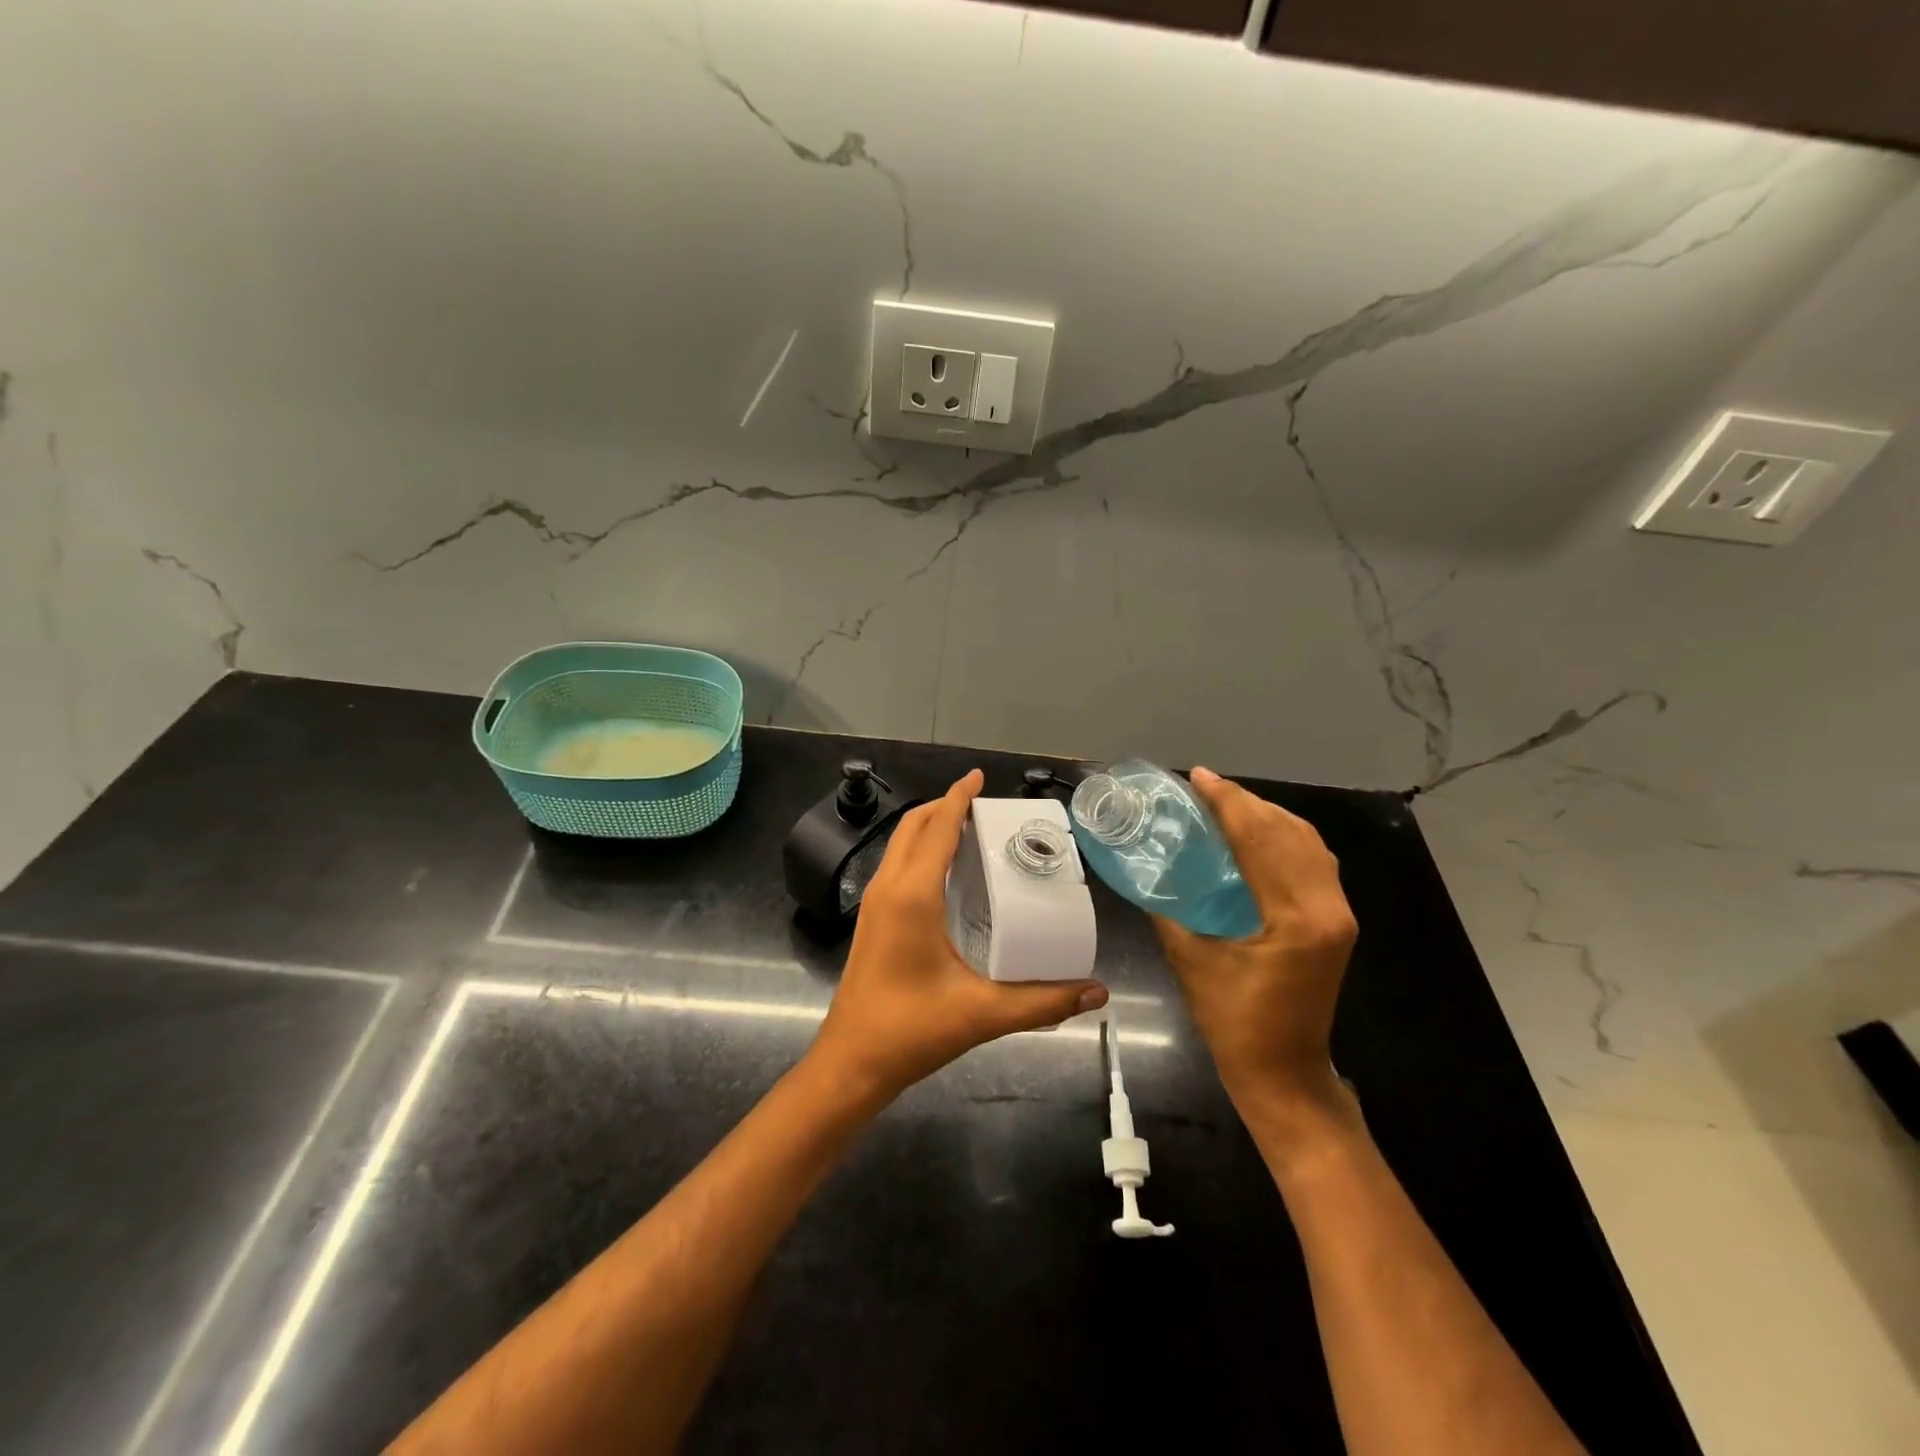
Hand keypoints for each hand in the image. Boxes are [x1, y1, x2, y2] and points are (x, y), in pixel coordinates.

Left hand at [808, 769, 1109, 1104]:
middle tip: (984, 807)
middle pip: (913, 827)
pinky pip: (896, 867)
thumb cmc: (911, 1031)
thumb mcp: (982, 1014)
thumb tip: (1096, 992)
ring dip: (930, 827)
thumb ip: (1042, 1002)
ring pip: (900, 846)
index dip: (958, 797)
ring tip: (970, 830)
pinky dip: (921, 852)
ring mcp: (874, 905)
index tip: (978, 776)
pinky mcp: (872, 921)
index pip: (937, 829)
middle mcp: (889, 889)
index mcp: (912, 895)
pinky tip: (947, 874)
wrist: (851, 1064)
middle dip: (945, 806)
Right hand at [1153, 767, 1357, 1124]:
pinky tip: (1255, 835)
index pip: (1261, 840)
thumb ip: (1169, 912)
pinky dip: (1283, 838)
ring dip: (1267, 816)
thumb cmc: (1235, 1024)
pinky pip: (1313, 861)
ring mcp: (1338, 914)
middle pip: (1290, 832)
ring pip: (1307, 843)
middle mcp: (1327, 907)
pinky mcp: (1336, 922)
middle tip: (1206, 787)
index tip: (1199, 777)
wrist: (1286, 1074)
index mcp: (1295, 917)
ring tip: (1227, 804)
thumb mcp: (1192, 962)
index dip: (1228, 802)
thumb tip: (1147, 872)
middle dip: (1247, 802)